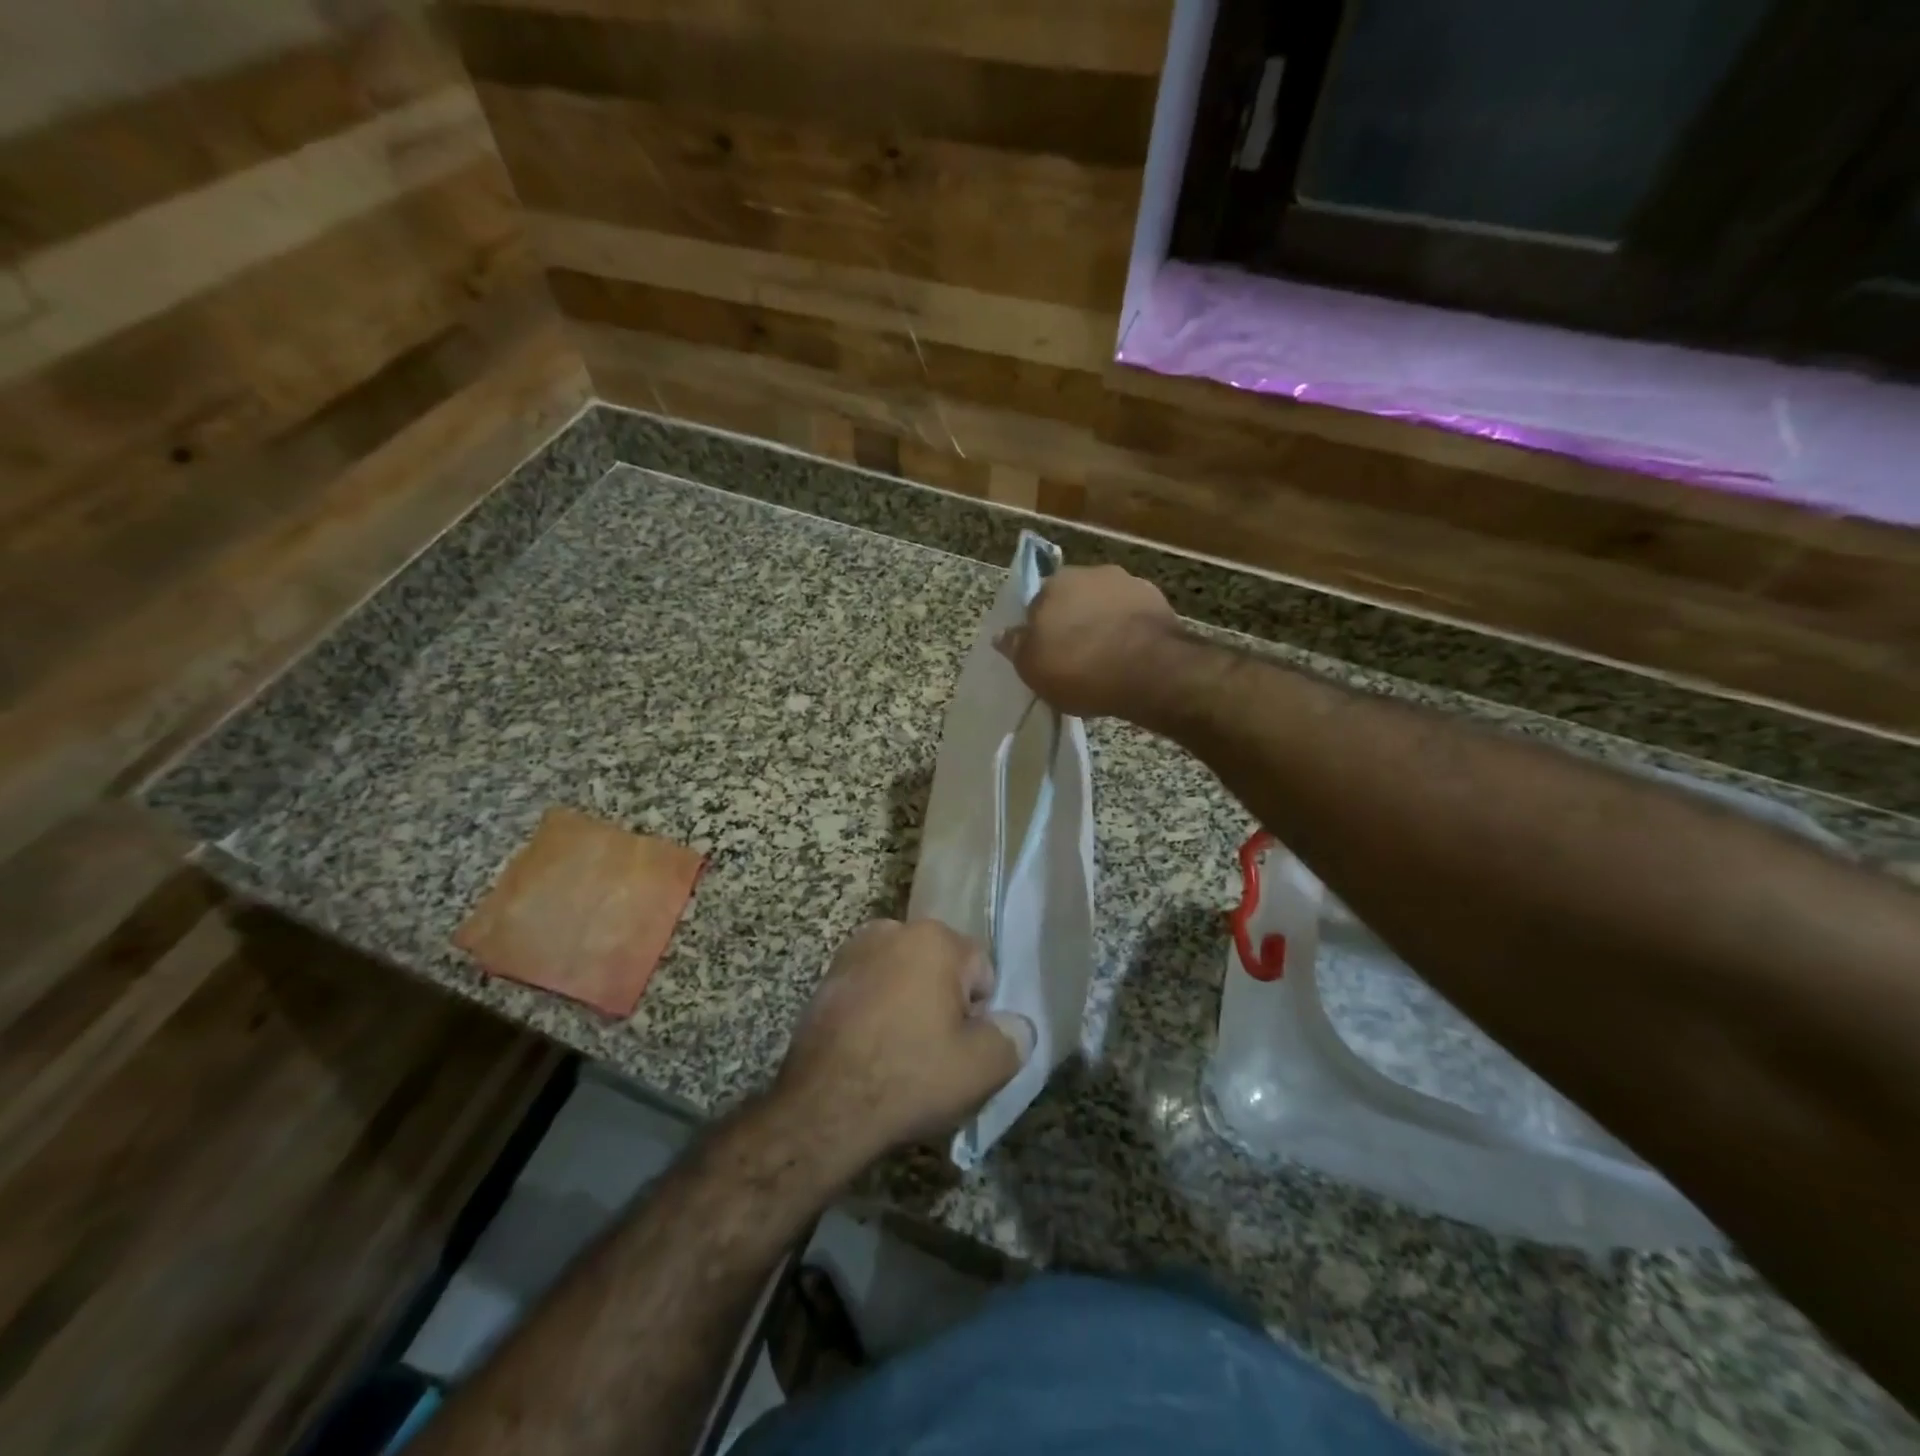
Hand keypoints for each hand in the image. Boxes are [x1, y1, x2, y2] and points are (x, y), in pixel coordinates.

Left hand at [773, 920, 1034, 1169]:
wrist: (824, 1107)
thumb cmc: (910, 1076)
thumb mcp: (983, 1067)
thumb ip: (1013, 1038)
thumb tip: (1016, 1026)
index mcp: (935, 939)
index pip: (980, 968)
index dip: (980, 1011)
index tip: (965, 1046)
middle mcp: (893, 931)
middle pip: (940, 967)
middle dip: (944, 1001)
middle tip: (937, 1051)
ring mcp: (853, 953)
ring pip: (902, 977)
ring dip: (908, 1004)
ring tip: (901, 1053)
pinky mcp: (825, 980)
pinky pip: (869, 990)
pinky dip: (876, 1012)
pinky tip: (871, 1051)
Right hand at [995, 565, 1179, 718]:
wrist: (1150, 671)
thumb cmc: (1080, 669)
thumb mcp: (1033, 668)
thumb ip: (1016, 648)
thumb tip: (1003, 634)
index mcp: (1054, 583)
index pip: (1037, 605)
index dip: (1041, 631)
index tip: (1047, 654)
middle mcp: (1091, 573)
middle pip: (1074, 600)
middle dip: (1074, 622)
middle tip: (1076, 657)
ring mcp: (1129, 583)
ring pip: (1106, 606)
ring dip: (1104, 625)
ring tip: (1106, 660)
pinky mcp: (1159, 601)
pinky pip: (1134, 618)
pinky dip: (1130, 633)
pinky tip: (1131, 658)